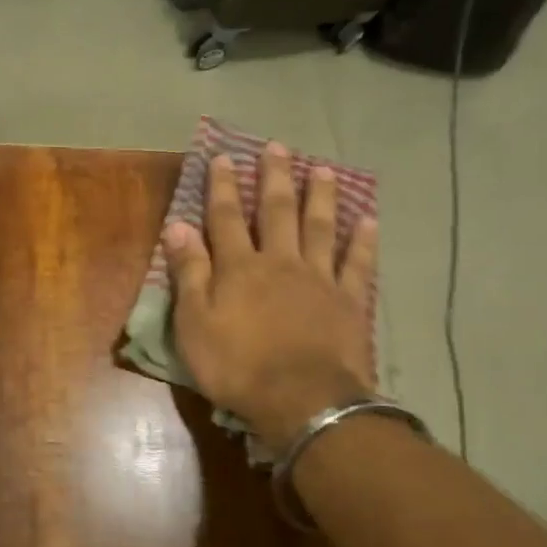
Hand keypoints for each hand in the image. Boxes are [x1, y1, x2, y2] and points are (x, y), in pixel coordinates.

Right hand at [163, 143, 377, 450]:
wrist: (301, 400)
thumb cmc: (236, 365)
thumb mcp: (194, 323)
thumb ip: (189, 272)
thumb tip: (179, 226)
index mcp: (239, 267)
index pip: (227, 217)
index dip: (223, 187)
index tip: (223, 157)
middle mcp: (280, 262)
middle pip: (277, 211)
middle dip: (275, 178)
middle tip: (277, 147)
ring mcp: (319, 279)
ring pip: (320, 227)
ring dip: (321, 196)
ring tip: (322, 169)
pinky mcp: (349, 301)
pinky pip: (357, 263)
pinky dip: (362, 240)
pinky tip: (368, 219)